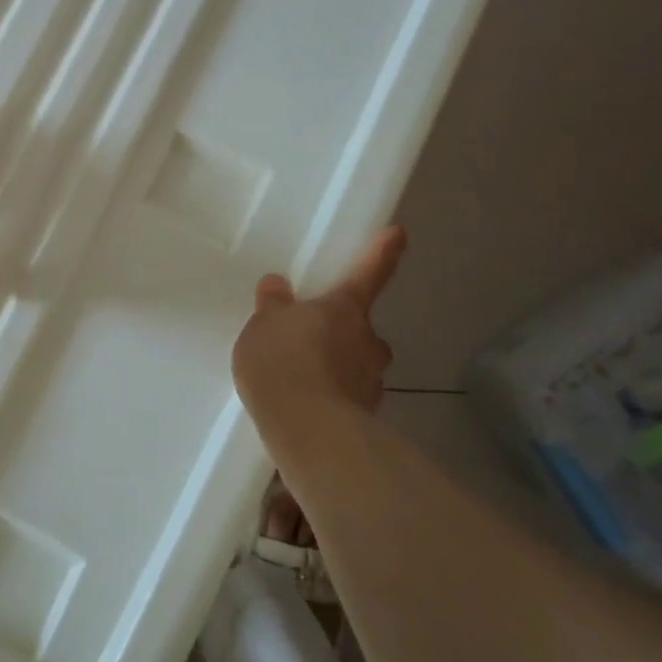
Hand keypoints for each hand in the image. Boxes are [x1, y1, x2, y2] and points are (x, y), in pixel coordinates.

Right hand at [231, 227, 405, 420]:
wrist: (305, 427)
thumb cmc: (282, 361)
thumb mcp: (263, 326)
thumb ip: (273, 306)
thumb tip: (277, 285)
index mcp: (344, 309)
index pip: (368, 274)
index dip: (382, 253)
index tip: (398, 234)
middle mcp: (367, 340)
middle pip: (362, 329)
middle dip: (345, 333)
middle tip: (314, 340)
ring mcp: (370, 381)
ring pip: (358, 366)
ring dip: (339, 368)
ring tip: (304, 380)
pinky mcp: (366, 417)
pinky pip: (348, 398)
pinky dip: (333, 399)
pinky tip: (307, 408)